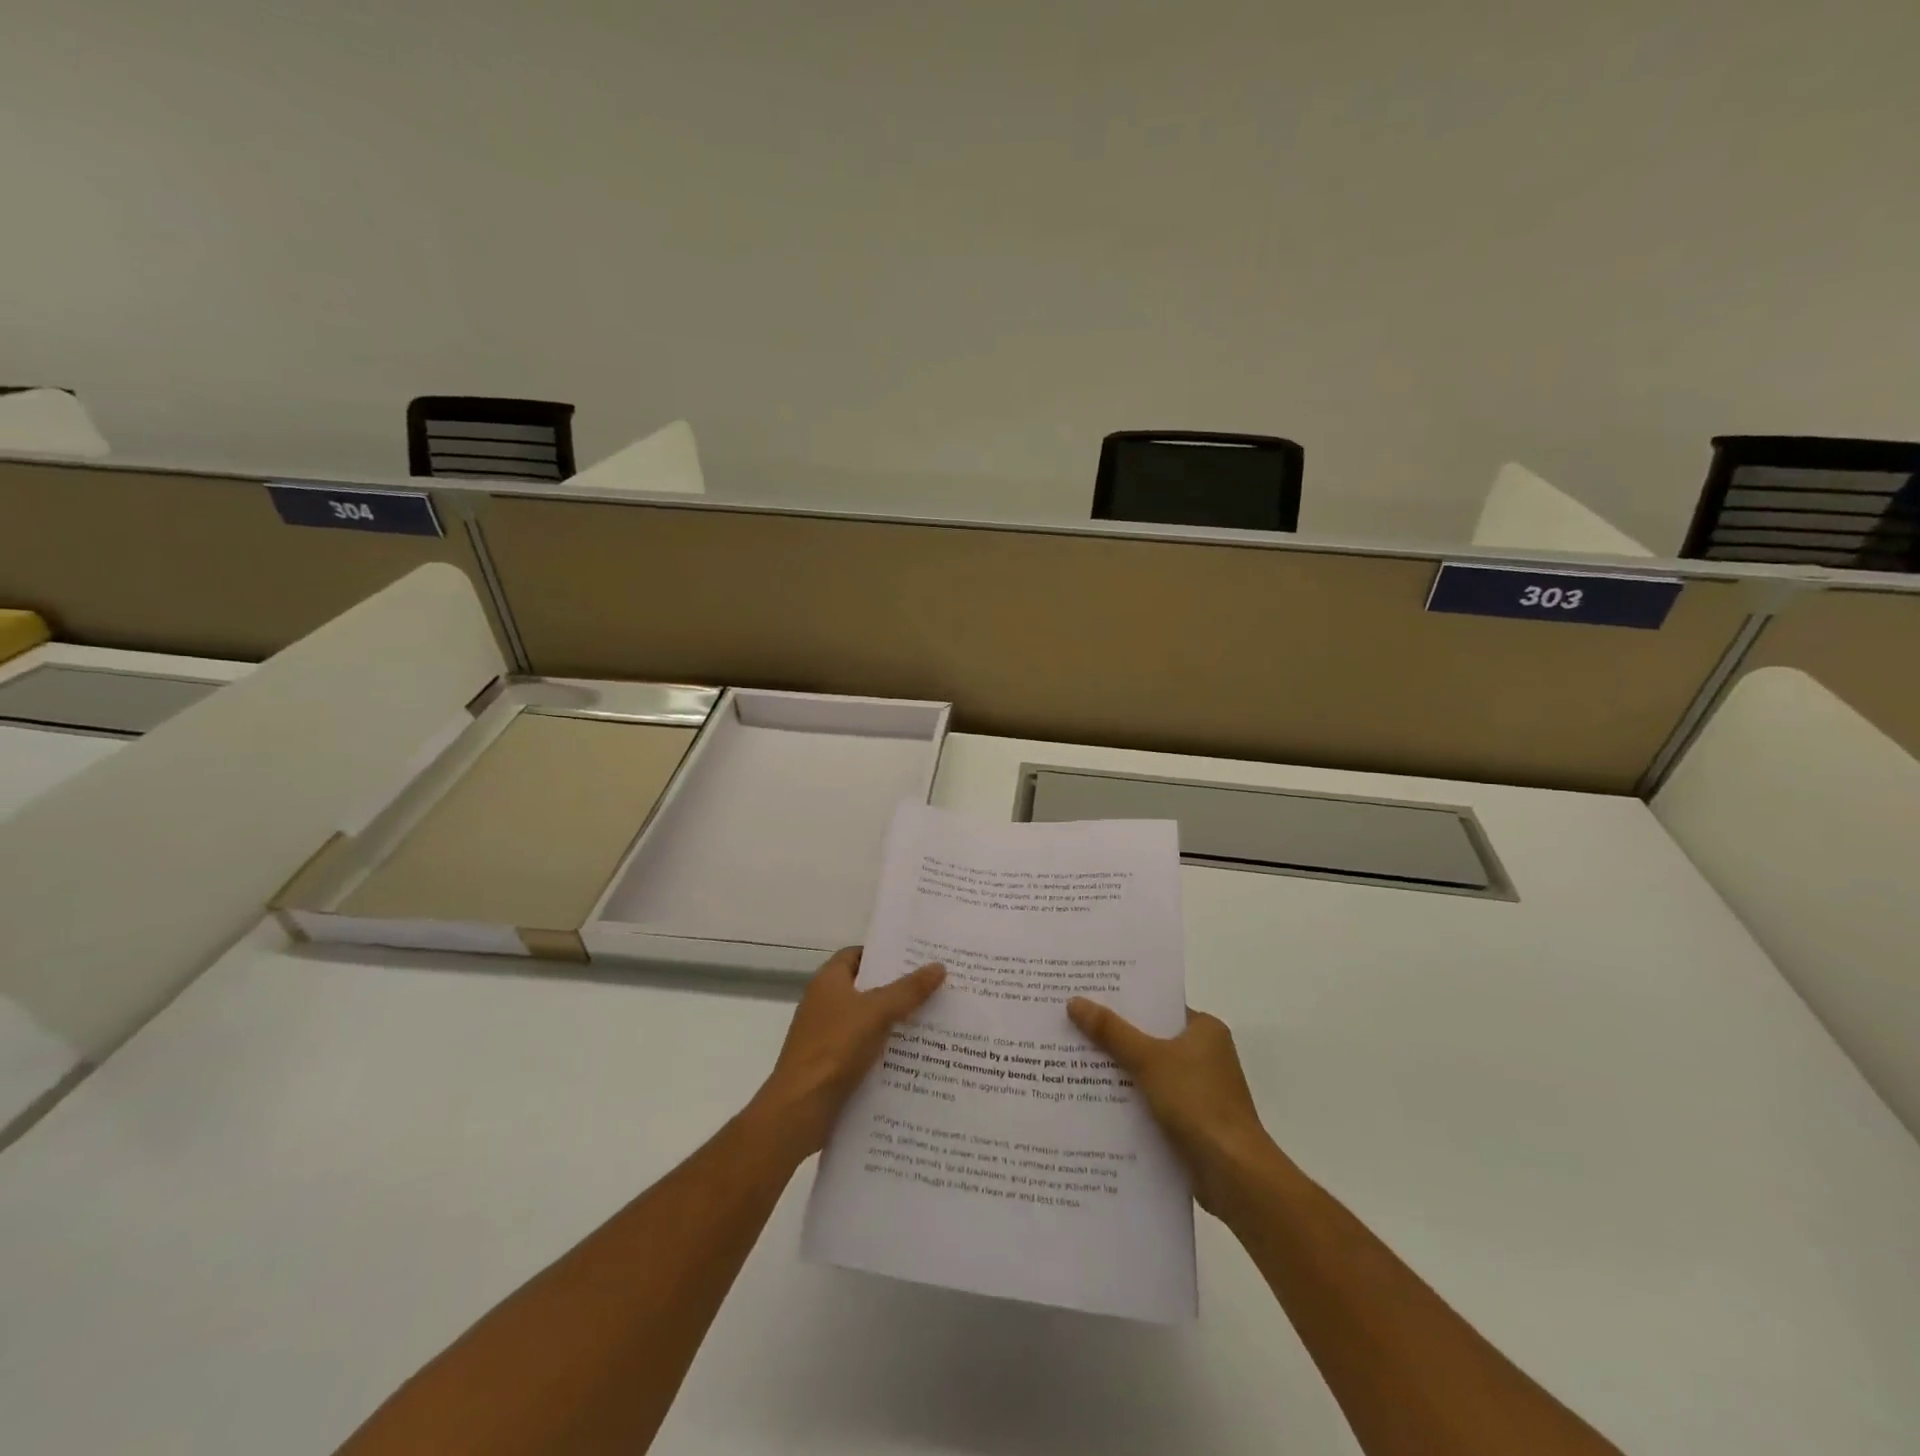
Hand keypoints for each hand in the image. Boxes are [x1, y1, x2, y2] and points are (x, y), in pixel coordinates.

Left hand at [748, 947, 944, 1159]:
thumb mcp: (877, 1012)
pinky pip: (862, 1049)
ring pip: (865, 1021)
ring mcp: (825, 1036)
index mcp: (828, 981)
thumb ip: (908, 990)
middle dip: (895, 989)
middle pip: (864, 988)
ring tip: (930, 1022)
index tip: (914, 958)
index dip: (882, 954)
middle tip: (931, 988)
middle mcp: (823, 1004)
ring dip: (892, 1022)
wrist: (800, 1108)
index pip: (856, 955)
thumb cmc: (836, 1047)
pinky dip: (882, 1050)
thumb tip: (938, 966)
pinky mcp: (829, 1065)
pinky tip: (910, 1057)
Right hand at [1067, 998, 1271, 1214]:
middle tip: (1071, 1024)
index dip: (1124, 1000)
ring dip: (1118, 1070)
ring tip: (1072, 1060)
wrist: (1234, 1174)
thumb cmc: (1197, 1103)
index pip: (1158, 1005)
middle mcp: (1205, 1054)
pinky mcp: (1191, 1120)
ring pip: (1148, 1070)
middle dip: (1114, 1036)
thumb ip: (1111, 1032)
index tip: (1088, 994)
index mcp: (1205, 1029)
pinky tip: (1094, 1099)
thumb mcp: (1148, 1060)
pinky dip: (1129, 1099)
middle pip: (1150, 1037)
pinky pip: (1151, 1099)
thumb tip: (1074, 1001)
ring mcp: (1199, 1089)